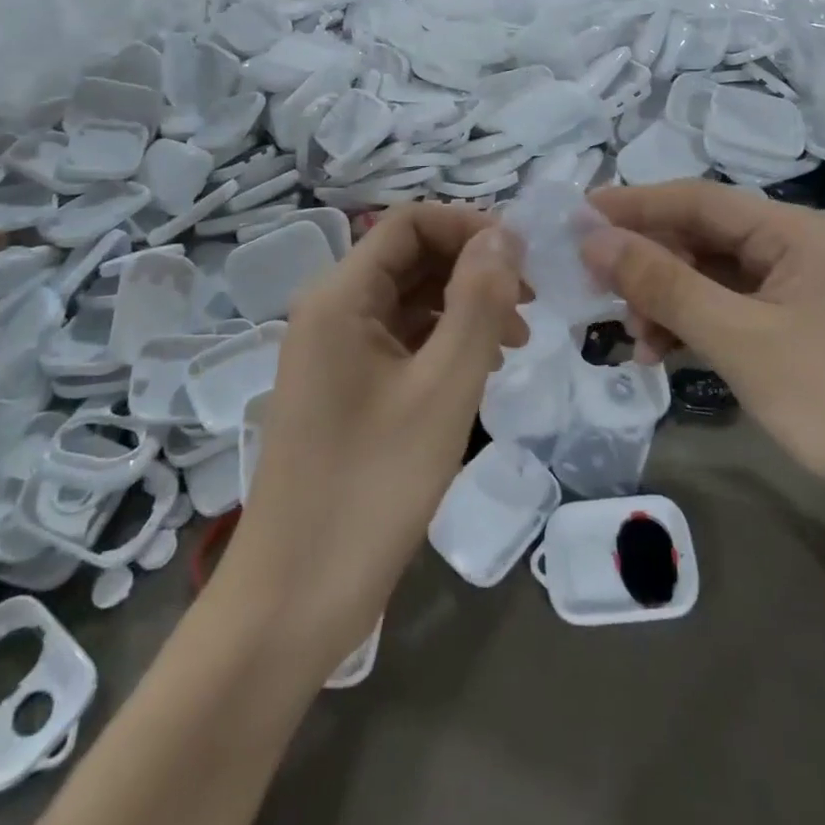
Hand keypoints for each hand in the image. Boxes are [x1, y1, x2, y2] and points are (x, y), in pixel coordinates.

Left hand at [223, 206, 526, 671]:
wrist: (292, 601)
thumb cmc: (371, 488)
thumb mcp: (442, 389)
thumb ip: (477, 303)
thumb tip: (504, 236)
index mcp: (340, 296)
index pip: (410, 222)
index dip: (470, 227)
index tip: (525, 260)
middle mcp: (331, 311)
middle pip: (410, 258)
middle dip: (472, 268)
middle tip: (531, 305)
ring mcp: (334, 353)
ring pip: (408, 301)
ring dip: (463, 307)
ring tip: (516, 342)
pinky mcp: (343, 390)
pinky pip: (399, 341)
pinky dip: (443, 343)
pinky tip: (479, 371)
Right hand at [583, 181, 824, 493]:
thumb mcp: (737, 338)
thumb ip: (662, 283)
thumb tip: (593, 239)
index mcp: (798, 231)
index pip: (699, 200)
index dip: (635, 205)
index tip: (578, 215)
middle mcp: (800, 248)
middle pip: (704, 237)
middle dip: (649, 263)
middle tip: (595, 287)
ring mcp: (800, 290)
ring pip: (711, 276)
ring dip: (666, 301)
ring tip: (633, 339)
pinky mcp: (797, 328)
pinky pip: (729, 309)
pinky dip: (692, 325)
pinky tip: (661, 353)